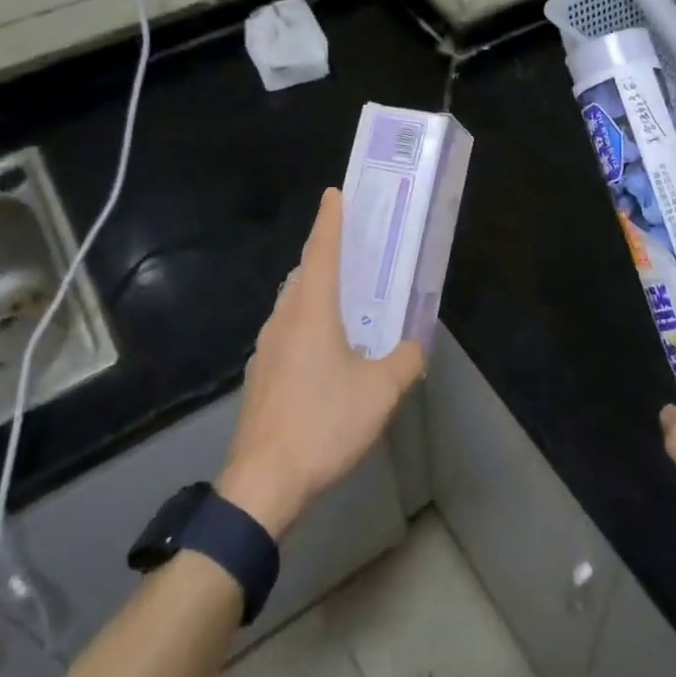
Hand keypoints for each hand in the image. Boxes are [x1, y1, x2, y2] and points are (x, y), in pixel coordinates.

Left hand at [219, 189, 424, 538]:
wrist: (263, 483)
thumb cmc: (324, 424)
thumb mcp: (380, 393)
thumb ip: (403, 361)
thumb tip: (414, 346)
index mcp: (311, 312)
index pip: (321, 252)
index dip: (330, 220)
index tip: (334, 193)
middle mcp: (284, 320)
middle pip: (304, 275)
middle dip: (325, 256)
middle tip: (354, 250)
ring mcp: (266, 349)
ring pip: (292, 305)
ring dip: (316, 292)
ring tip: (345, 300)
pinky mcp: (261, 376)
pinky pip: (287, 333)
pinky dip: (306, 324)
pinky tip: (325, 352)